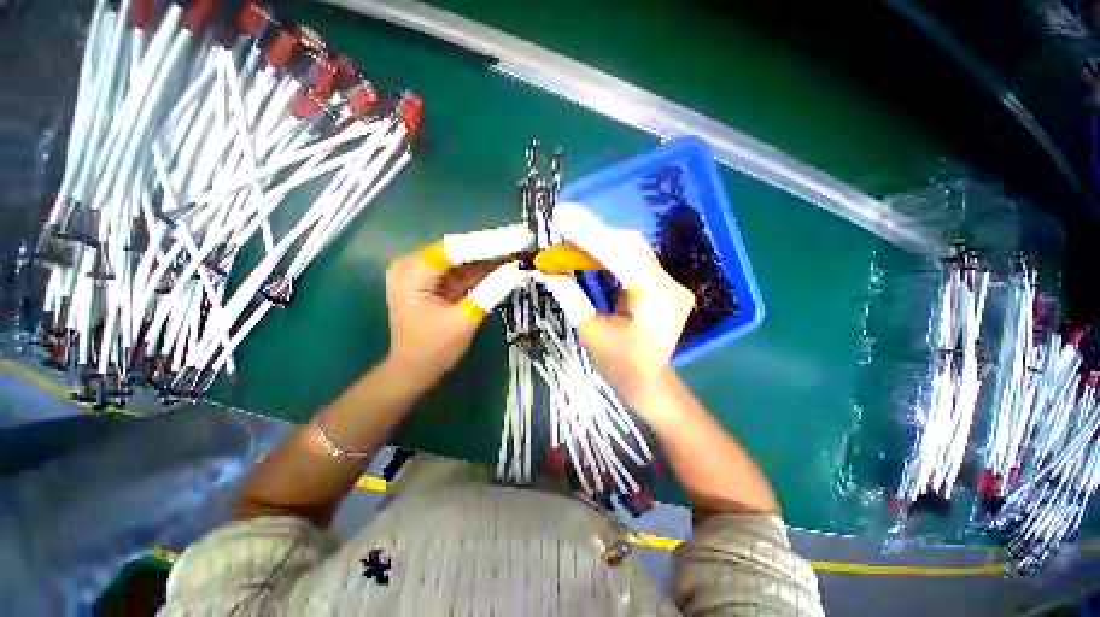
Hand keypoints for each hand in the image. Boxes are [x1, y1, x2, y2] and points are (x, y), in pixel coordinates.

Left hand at [384, 225, 531, 387]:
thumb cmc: (433, 351)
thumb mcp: (465, 320)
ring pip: (466, 259)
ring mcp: (426, 272)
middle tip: (527, 242)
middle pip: (462, 250)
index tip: (521, 238)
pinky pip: (465, 271)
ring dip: (494, 257)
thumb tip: (521, 270)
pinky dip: (487, 270)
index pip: (457, 249)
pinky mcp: (437, 281)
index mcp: (413, 272)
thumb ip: (492, 291)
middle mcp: (415, 264)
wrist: (414, 371)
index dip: (492, 243)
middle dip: (495, 248)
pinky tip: (509, 263)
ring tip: (524, 250)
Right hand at [537, 203, 694, 406]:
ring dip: (599, 242)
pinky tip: (589, 252)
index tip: (562, 214)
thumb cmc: (621, 367)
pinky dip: (608, 253)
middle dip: (593, 235)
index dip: (590, 234)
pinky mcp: (663, 283)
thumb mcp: (590, 332)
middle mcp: (671, 284)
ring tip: (569, 241)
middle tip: (561, 226)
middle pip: (630, 246)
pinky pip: (634, 259)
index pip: (622, 256)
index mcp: (657, 300)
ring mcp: (670, 282)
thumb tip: (546, 269)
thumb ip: (571, 296)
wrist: (650, 382)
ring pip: (632, 249)